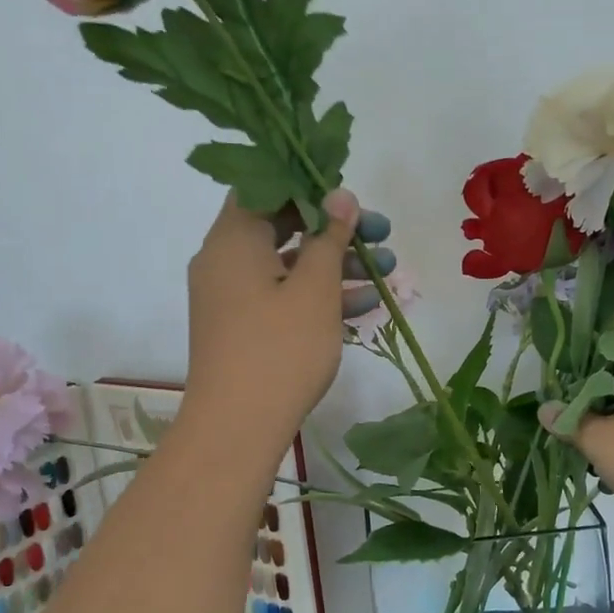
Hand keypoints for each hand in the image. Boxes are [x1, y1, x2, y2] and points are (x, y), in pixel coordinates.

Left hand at [181, 190, 366, 458]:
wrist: (237, 428)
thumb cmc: (280, 349)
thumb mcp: (315, 289)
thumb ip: (329, 237)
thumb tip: (340, 195)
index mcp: (233, 238)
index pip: (266, 187)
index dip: (310, 185)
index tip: (351, 196)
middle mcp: (225, 260)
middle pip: (283, 227)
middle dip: (336, 230)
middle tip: (381, 233)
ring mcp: (231, 297)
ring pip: (288, 265)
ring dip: (336, 266)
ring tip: (388, 271)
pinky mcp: (242, 327)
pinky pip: (281, 297)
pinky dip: (317, 296)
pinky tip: (365, 305)